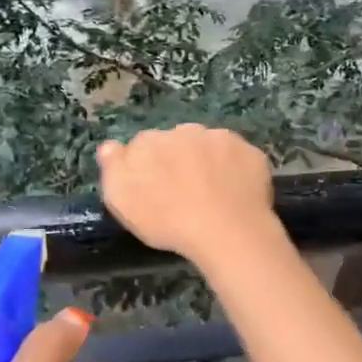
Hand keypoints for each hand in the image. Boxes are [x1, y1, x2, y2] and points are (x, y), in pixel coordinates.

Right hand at [97, 125, 278, 267]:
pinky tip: (235, 193)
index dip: (147, 167)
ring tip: (211, 194)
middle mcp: (184, 131)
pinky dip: (235, 170)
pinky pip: (238, 157)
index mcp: (149, 142)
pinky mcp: (251, 152)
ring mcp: (220, 139)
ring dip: (207, 161)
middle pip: (176, 142)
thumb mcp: (121, 200)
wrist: (225, 230)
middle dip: (178, 160)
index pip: (142, 146)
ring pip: (209, 145)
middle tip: (183, 193)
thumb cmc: (166, 220)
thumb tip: (110, 146)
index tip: (152, 189)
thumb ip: (113, 167)